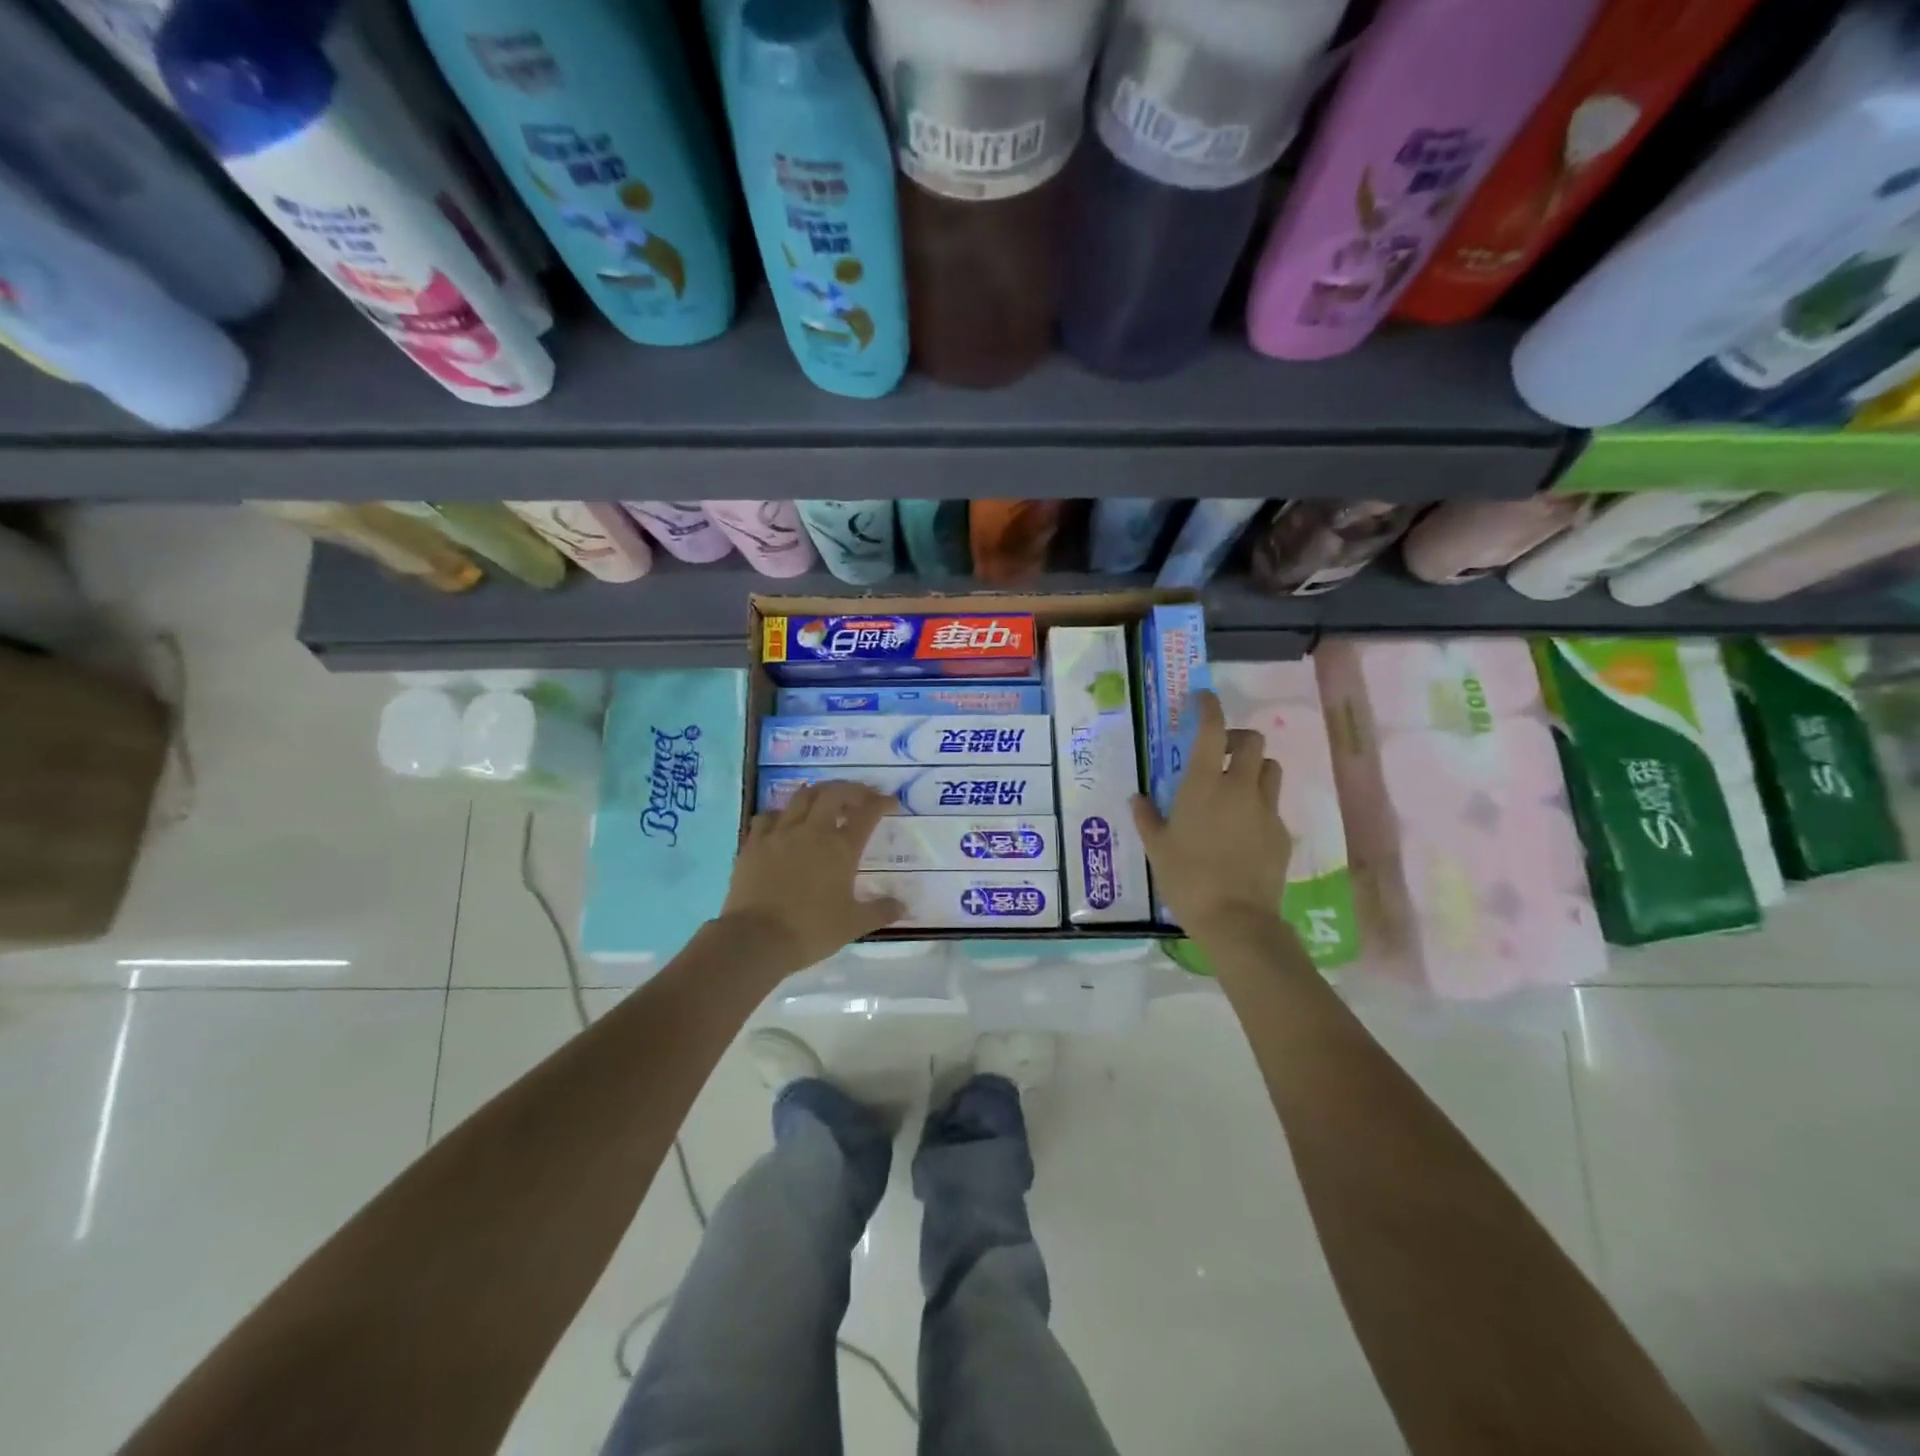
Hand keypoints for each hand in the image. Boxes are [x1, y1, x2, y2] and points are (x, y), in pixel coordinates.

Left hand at [720, 782, 905, 974]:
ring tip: (824, 801)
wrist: (756, 939)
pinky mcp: (754, 843)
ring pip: (801, 797)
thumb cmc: (811, 930)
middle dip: (850, 790)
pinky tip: (783, 823)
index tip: (890, 802)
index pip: (867, 814)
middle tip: (859, 797)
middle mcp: (812, 832)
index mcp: (841, 848)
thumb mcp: (853, 925)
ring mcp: (780, 834)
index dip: (881, 803)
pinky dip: (780, 814)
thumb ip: (880, 911)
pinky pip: (767, 816)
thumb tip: (903, 906)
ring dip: (817, 794)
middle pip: (833, 794)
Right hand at [1132, 690, 1291, 936]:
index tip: (1203, 698)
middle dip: (1238, 738)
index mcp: (1203, 785)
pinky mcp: (1282, 833)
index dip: (1209, 708)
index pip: (1211, 730)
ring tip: (1237, 786)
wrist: (1236, 919)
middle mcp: (1239, 788)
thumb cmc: (1187, 878)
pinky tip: (1244, 828)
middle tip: (1221, 752)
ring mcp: (1266, 810)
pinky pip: (1273, 806)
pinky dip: (1260, 804)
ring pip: (1271, 769)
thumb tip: (1138, 798)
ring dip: (1255, 767)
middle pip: (1253, 741)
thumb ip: (1147, 818)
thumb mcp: (1157, 848)